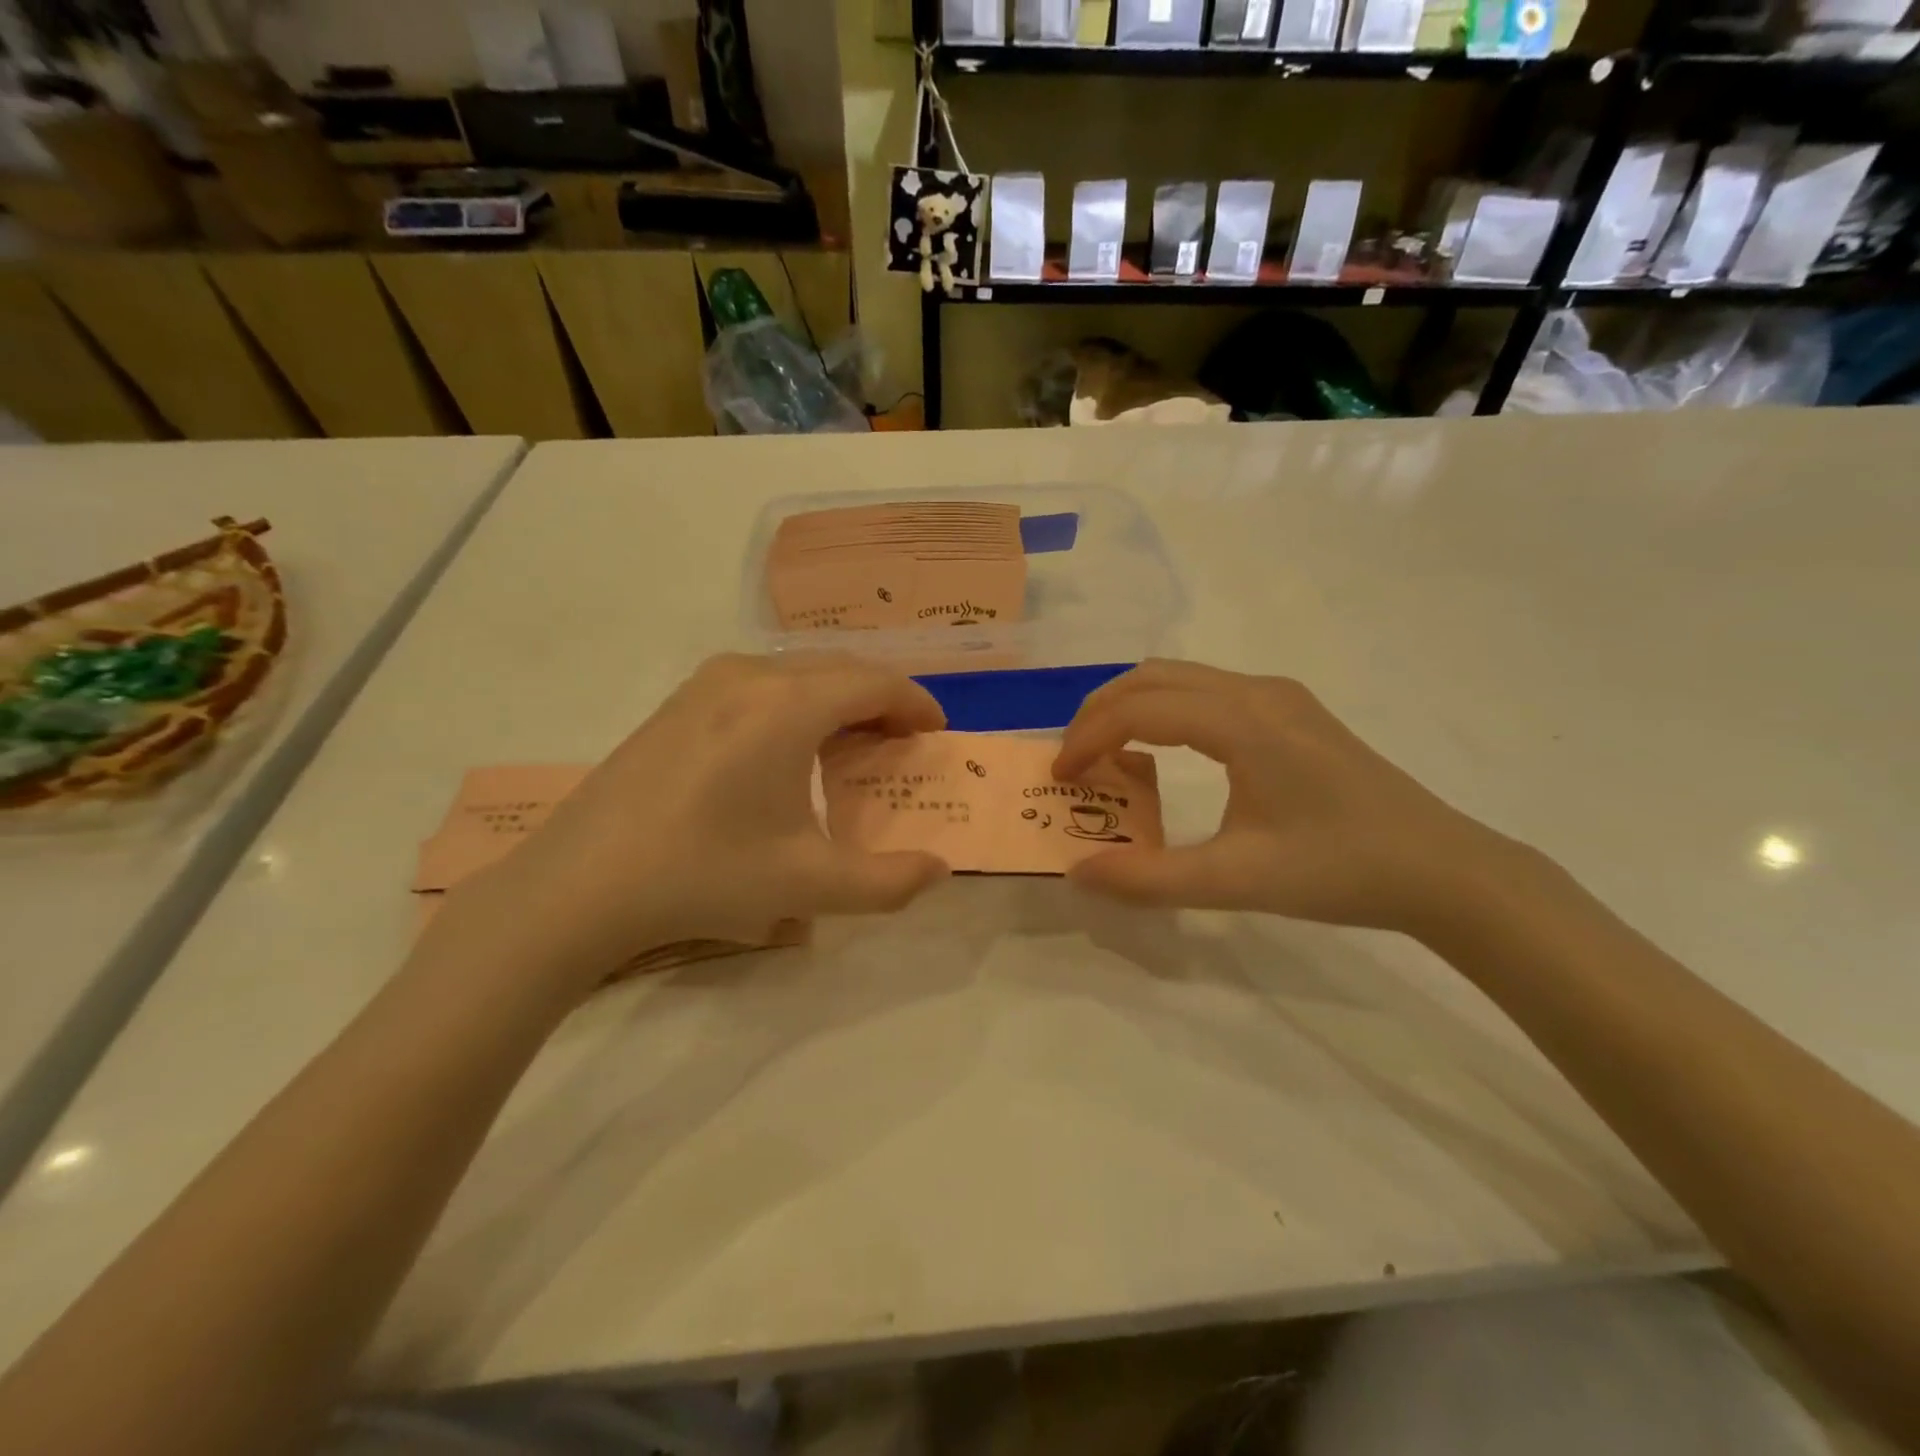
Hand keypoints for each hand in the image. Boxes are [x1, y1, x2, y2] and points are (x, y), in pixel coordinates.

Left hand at [432, 653, 949, 995]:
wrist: (579, 884)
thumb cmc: (703, 874)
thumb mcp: (807, 885)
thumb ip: (888, 882)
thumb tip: (939, 870)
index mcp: (789, 706)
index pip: (876, 683)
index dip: (916, 704)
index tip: (936, 733)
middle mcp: (751, 675)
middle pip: (841, 669)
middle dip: (882, 700)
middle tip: (901, 744)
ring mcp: (708, 683)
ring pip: (799, 671)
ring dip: (838, 698)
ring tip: (850, 746)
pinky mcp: (679, 701)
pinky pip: (761, 682)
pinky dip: (797, 702)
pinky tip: (787, 750)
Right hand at [1053, 661, 1533, 934]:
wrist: (1443, 868)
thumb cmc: (1340, 870)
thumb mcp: (1237, 881)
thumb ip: (1150, 879)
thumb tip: (1078, 872)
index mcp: (1243, 721)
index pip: (1139, 709)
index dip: (1088, 737)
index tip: (1060, 777)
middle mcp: (1257, 691)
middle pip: (1152, 677)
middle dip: (1100, 712)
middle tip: (1073, 760)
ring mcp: (1279, 696)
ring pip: (1180, 678)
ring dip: (1132, 707)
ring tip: (1108, 755)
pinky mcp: (1292, 711)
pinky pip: (1207, 691)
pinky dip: (1166, 711)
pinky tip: (1165, 754)